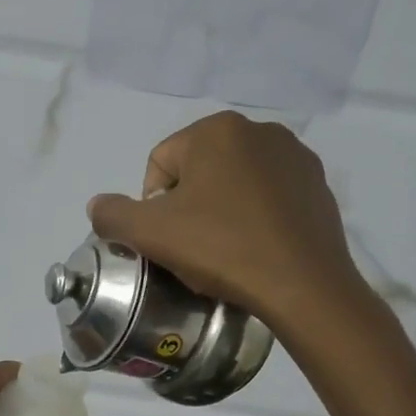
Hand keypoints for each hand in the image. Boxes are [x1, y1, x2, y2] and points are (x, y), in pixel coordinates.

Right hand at [87, 111, 370, 330]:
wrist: (302, 285)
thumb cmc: (222, 249)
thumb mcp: (151, 234)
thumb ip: (113, 215)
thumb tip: (98, 205)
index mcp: (216, 130)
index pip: (160, 164)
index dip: (153, 206)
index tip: (169, 240)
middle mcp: (259, 130)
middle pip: (198, 171)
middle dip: (188, 207)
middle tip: (194, 248)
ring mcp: (294, 156)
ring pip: (234, 183)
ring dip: (220, 211)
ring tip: (226, 250)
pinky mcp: (317, 185)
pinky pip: (268, 197)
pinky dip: (254, 217)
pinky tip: (256, 248)